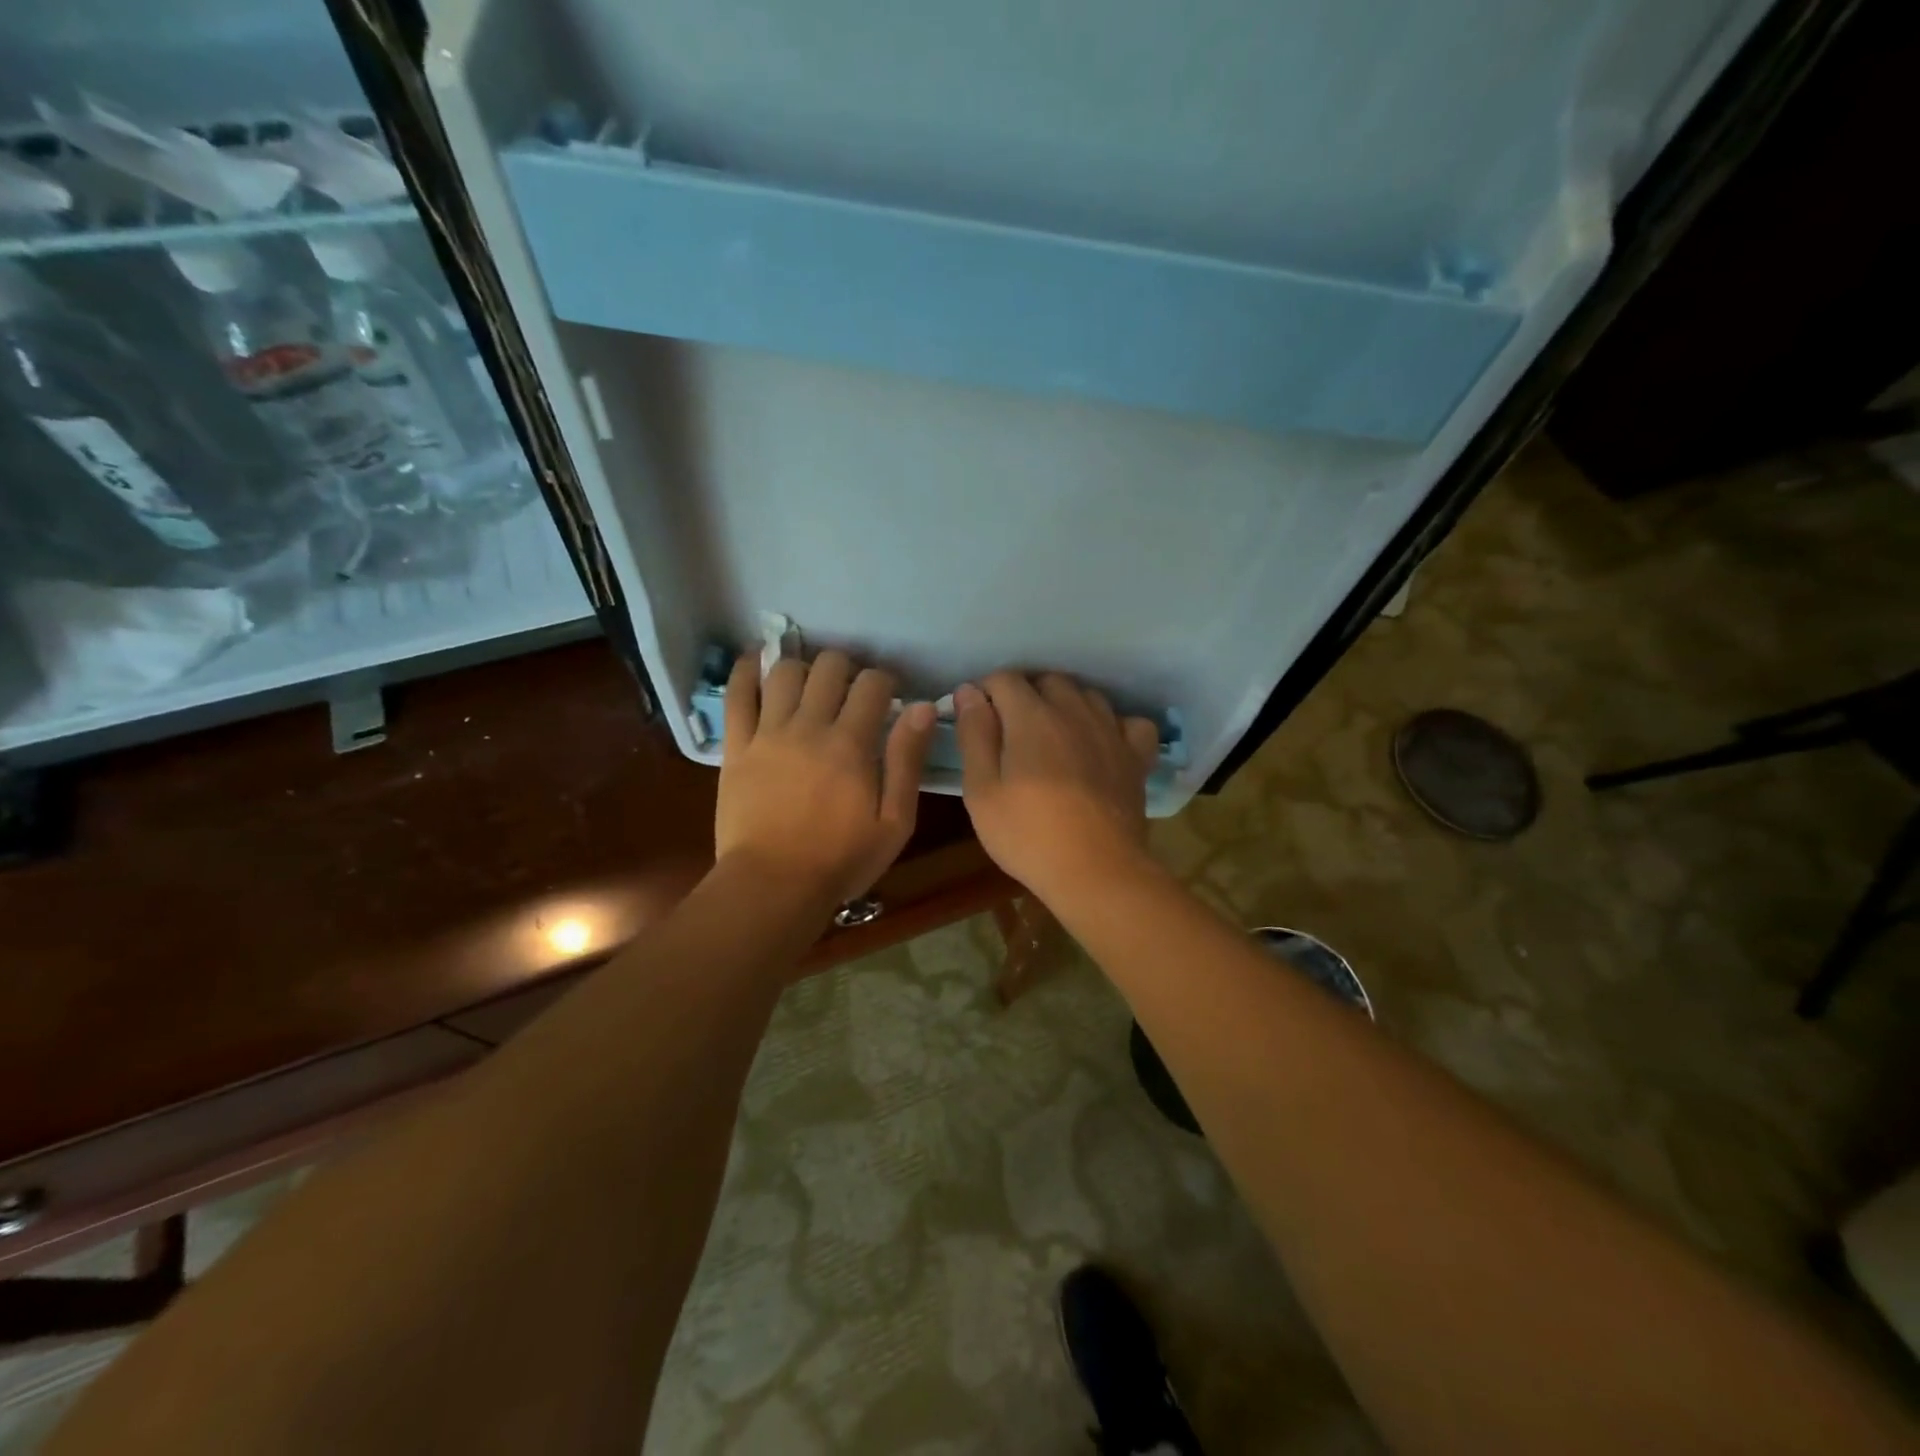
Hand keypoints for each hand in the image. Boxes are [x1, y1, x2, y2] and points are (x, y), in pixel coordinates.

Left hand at [716, 649, 936, 906]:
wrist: (772, 887)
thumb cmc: (841, 860)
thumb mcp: (894, 821)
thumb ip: (907, 760)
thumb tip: (922, 707)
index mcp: (851, 744)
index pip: (873, 684)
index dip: (886, 682)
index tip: (890, 698)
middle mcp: (809, 726)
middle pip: (829, 666)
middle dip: (848, 669)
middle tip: (851, 694)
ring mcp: (767, 733)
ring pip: (784, 671)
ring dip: (804, 669)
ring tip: (811, 687)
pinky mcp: (736, 747)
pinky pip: (736, 695)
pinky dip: (745, 670)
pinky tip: (756, 662)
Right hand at [953, 672, 1161, 902]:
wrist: (1095, 871)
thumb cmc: (1028, 835)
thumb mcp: (982, 790)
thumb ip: (975, 735)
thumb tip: (969, 691)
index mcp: (1031, 716)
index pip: (1004, 679)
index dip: (984, 691)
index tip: (975, 717)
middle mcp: (1074, 711)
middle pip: (1047, 680)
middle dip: (1024, 693)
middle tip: (1009, 729)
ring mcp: (1110, 731)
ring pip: (1086, 696)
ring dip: (1065, 704)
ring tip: (1052, 735)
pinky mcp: (1135, 756)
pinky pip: (1128, 722)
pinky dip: (1113, 726)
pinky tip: (1102, 744)